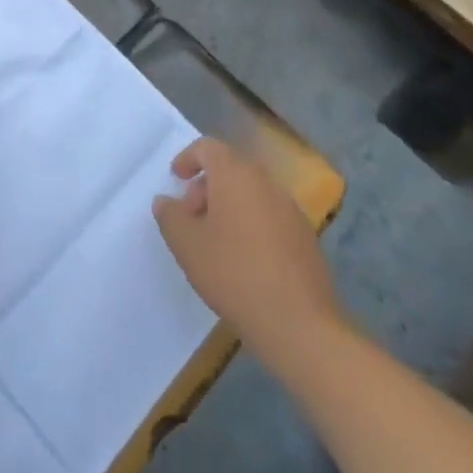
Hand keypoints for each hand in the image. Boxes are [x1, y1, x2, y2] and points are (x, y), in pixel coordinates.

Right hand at [153, 137, 345, 377]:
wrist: (299, 324)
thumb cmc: (234, 273)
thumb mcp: (186, 244)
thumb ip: (170, 216)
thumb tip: (166, 201)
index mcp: (236, 175)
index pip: (209, 148)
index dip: (188, 158)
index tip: (176, 178)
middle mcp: (266, 183)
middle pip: (231, 169)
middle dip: (207, 186)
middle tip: (191, 216)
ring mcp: (291, 210)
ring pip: (252, 193)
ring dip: (229, 206)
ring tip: (214, 240)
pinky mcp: (306, 238)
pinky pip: (270, 216)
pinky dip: (251, 224)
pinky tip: (243, 259)